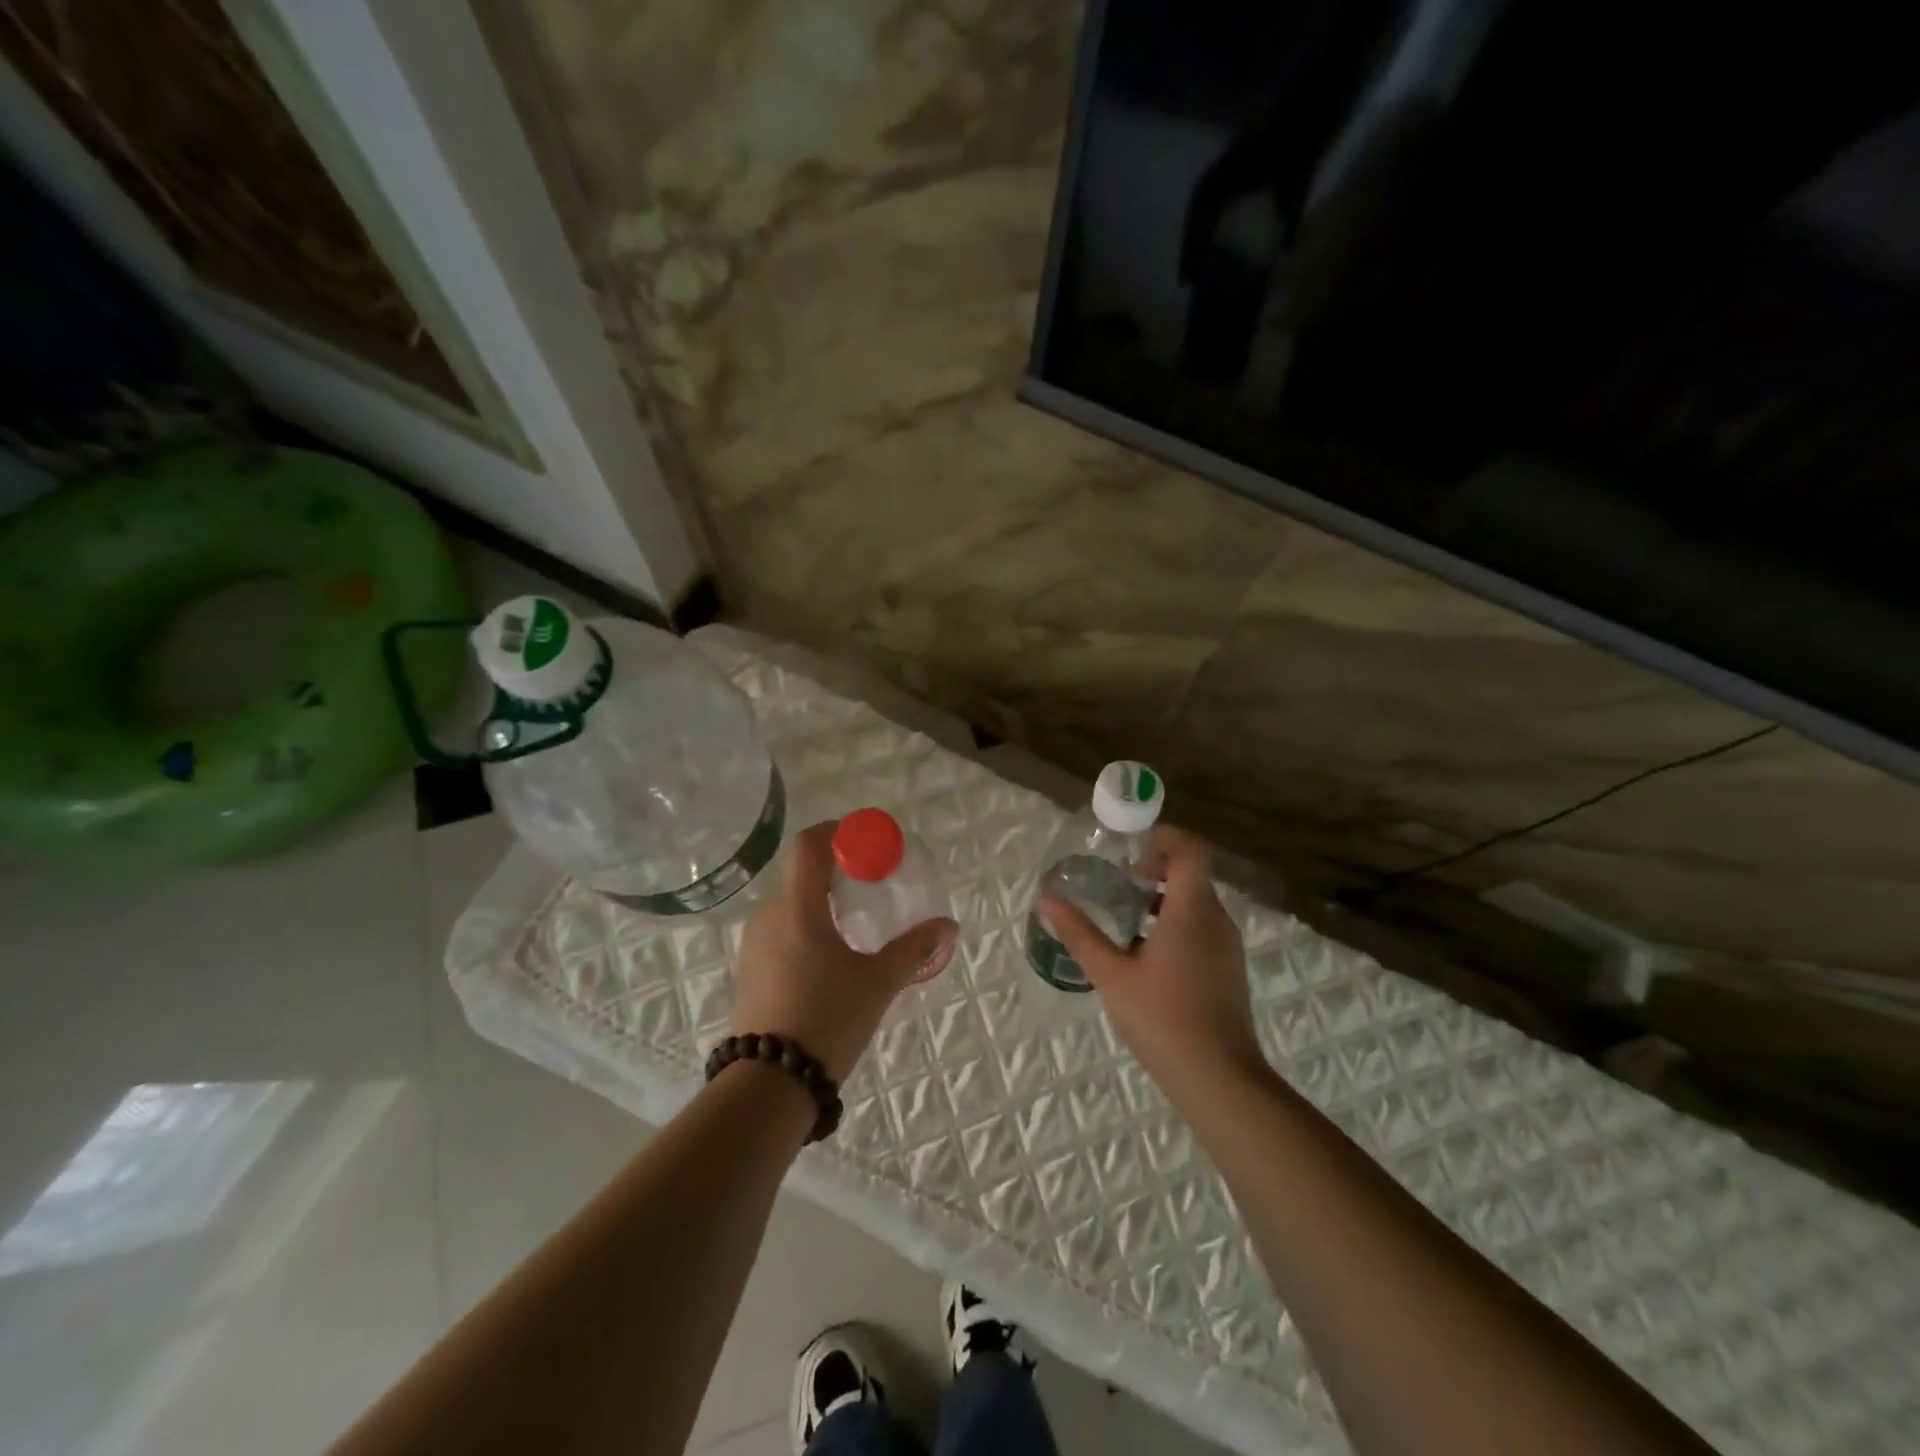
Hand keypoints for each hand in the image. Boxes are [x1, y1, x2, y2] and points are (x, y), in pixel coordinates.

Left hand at [729, 820, 956, 1082]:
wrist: (768, 1084)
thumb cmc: (826, 1020)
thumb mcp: (878, 983)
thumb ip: (914, 949)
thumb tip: (948, 926)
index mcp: (797, 908)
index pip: (808, 845)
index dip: (836, 833)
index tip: (866, 843)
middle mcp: (769, 916)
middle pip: (801, 874)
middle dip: (836, 872)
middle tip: (870, 887)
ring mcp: (753, 944)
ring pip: (790, 904)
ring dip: (820, 903)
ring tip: (854, 926)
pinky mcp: (749, 970)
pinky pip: (779, 931)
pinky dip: (805, 928)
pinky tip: (828, 959)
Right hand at [1038, 826, 1263, 1091]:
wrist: (1219, 1079)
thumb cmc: (1162, 1019)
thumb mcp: (1111, 975)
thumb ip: (1079, 933)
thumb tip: (1046, 899)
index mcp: (1191, 910)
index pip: (1190, 849)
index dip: (1163, 839)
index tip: (1129, 852)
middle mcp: (1216, 919)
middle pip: (1191, 873)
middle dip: (1154, 870)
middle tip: (1117, 883)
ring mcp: (1227, 945)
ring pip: (1196, 902)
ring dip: (1162, 899)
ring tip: (1124, 918)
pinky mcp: (1228, 968)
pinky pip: (1202, 927)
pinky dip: (1175, 923)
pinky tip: (1145, 955)